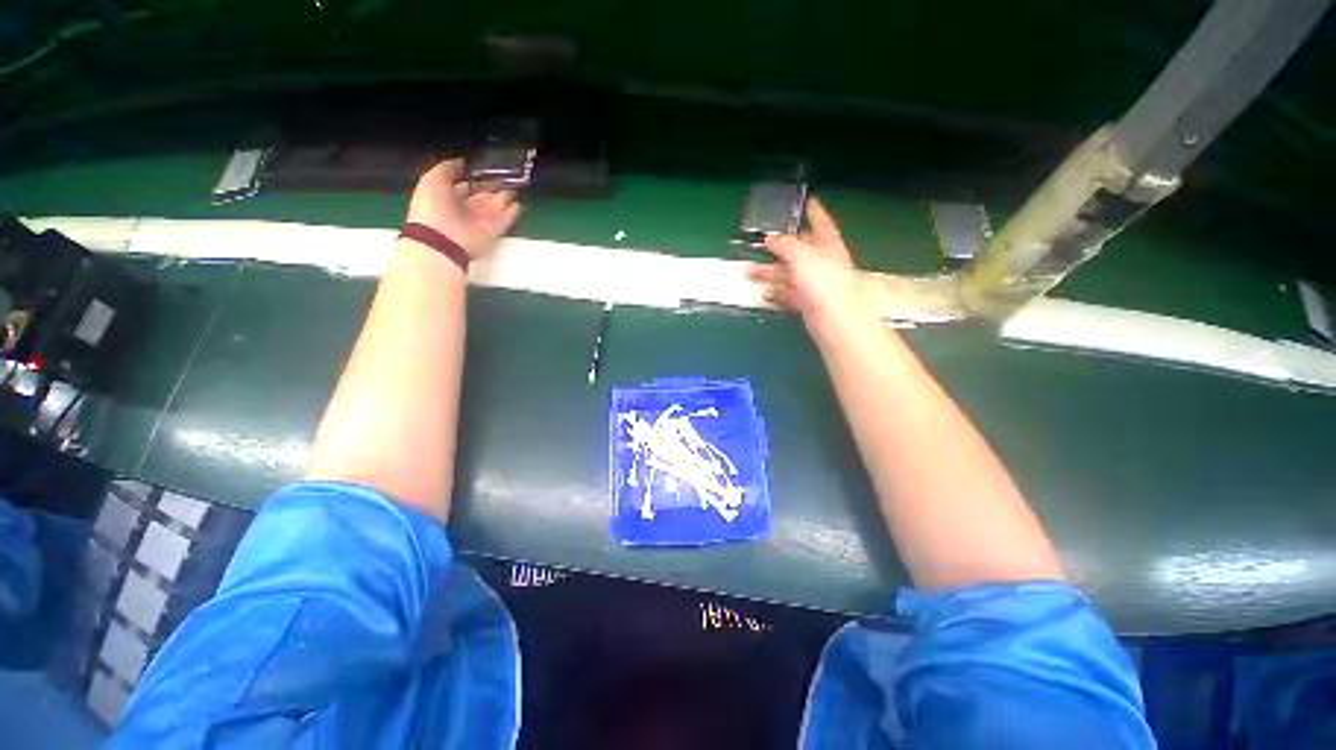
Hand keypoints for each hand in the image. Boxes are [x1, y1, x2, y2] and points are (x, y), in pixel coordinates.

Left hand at [406, 159, 520, 258]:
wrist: (442, 240)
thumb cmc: (432, 208)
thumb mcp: (432, 180)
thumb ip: (447, 169)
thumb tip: (461, 162)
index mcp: (447, 197)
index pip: (463, 186)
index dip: (472, 177)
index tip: (483, 168)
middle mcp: (465, 209)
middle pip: (481, 196)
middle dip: (491, 187)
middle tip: (504, 175)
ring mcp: (480, 221)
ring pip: (495, 207)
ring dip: (504, 198)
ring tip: (515, 187)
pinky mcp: (493, 231)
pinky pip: (505, 220)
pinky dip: (512, 212)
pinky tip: (518, 203)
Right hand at [747, 198, 871, 326]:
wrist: (834, 318)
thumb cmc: (823, 280)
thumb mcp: (801, 255)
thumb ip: (785, 244)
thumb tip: (771, 237)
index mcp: (828, 245)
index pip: (821, 222)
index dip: (814, 211)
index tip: (807, 200)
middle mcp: (823, 263)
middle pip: (800, 250)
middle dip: (780, 247)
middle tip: (761, 243)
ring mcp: (816, 284)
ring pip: (790, 274)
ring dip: (770, 272)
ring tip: (749, 272)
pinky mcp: (809, 303)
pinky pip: (790, 294)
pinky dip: (778, 293)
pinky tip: (766, 294)